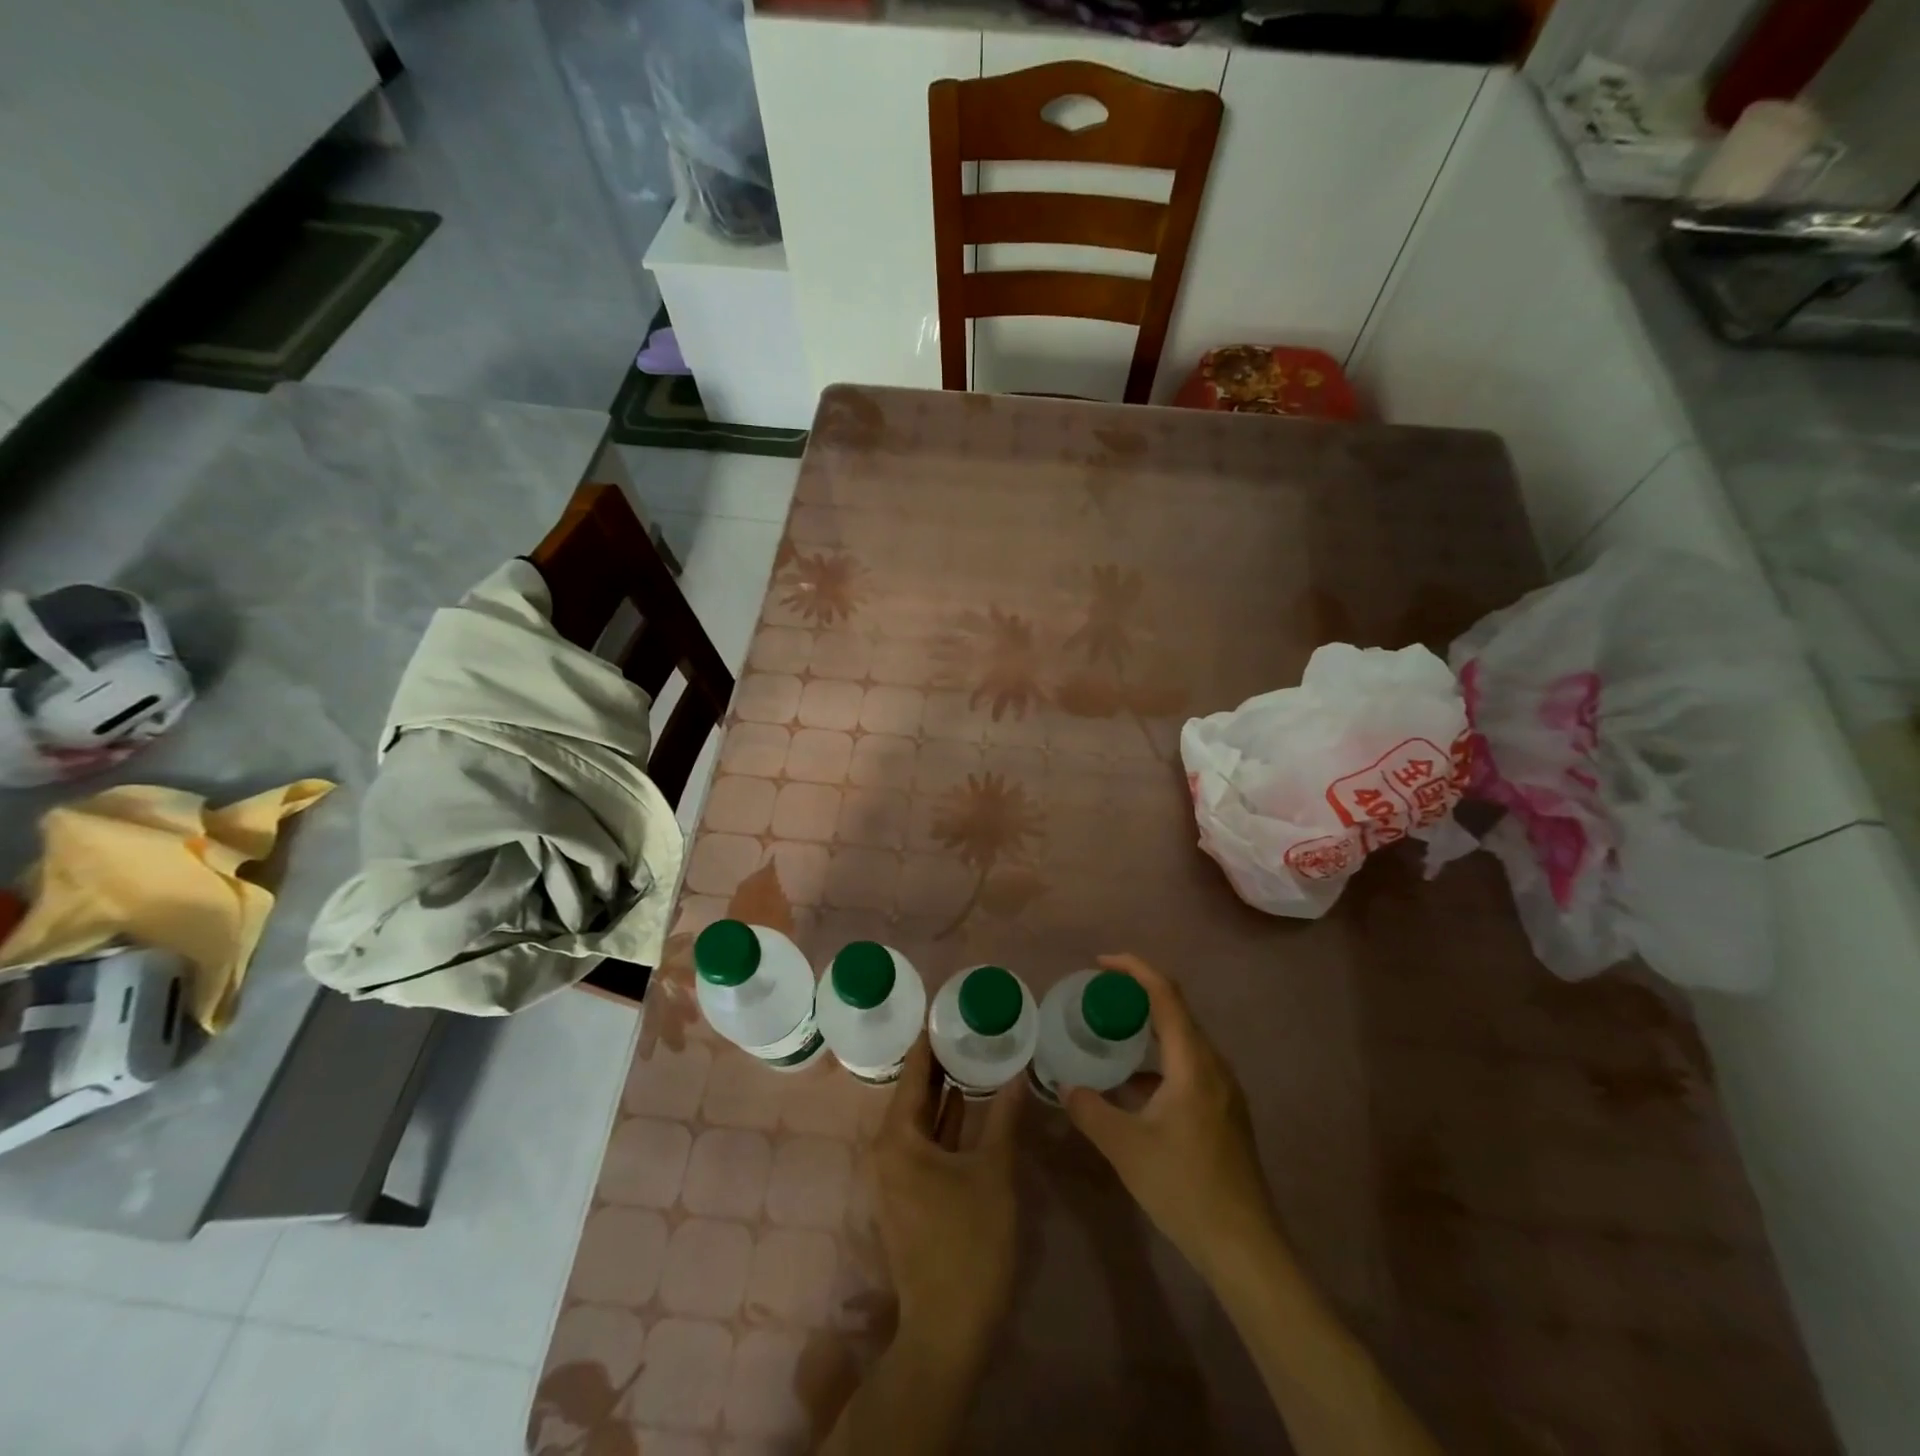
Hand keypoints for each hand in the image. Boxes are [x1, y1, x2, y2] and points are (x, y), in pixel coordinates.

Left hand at [872, 1036, 1024, 1351]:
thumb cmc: (969, 1242)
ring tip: (973, 1053)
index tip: (945, 1007)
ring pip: (922, 1120)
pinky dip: (947, 1122)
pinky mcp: (911, 1194)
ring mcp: (897, 1175)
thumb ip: (1005, 1117)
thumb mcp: (994, 1172)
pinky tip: (972, 1104)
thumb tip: (1019, 1071)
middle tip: (967, 1025)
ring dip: (946, 1092)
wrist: (949, 1329)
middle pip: (915, 1094)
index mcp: (898, 1138)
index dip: (929, 1041)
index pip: (914, 1073)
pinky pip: (927, 1142)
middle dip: (940, 1062)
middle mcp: (888, 1151)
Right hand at [1062, 954, 1279, 1279]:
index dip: (1134, 969)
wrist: (1244, 1247)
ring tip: (1109, 1034)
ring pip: (1182, 1041)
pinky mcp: (1224, 1111)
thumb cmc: (1185, 1188)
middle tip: (1097, 997)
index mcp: (1193, 1062)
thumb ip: (1090, 1110)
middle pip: (1175, 1011)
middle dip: (1136, 995)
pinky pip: (1188, 1065)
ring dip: (1147, 1029)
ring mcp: (1223, 1090)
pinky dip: (1157, 1059)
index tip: (1100, 963)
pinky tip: (1132, 1085)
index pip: (1165, 994)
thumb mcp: (1125, 1148)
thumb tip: (1065, 1087)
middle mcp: (1213, 1066)